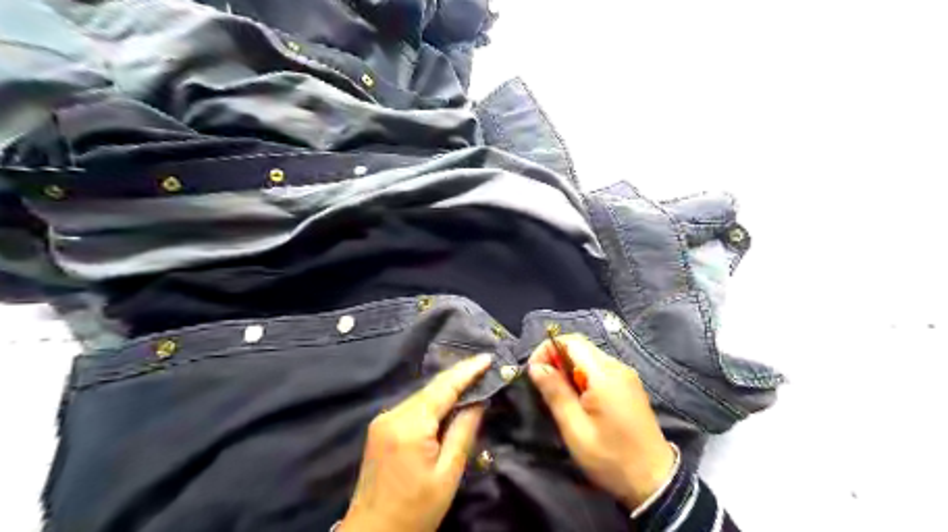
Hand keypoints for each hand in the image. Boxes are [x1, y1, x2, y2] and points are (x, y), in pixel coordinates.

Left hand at [342, 353, 492, 531]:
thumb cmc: (416, 509)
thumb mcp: (448, 473)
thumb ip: (463, 431)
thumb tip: (479, 400)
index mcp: (410, 425)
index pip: (444, 388)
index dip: (467, 371)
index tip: (487, 358)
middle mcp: (393, 414)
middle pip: (431, 388)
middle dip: (459, 377)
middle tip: (484, 367)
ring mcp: (383, 419)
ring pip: (422, 396)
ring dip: (446, 389)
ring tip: (472, 380)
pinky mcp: (380, 427)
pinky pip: (413, 406)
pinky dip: (433, 402)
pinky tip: (448, 402)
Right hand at [529, 332, 676, 510]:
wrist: (655, 482)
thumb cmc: (610, 457)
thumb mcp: (575, 429)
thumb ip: (555, 393)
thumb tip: (537, 366)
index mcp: (605, 375)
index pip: (571, 341)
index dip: (548, 349)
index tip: (534, 372)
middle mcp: (618, 367)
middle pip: (581, 347)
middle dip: (557, 359)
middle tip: (544, 386)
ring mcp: (627, 376)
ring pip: (590, 358)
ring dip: (569, 369)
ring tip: (559, 396)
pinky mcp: (630, 386)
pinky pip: (601, 370)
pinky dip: (583, 376)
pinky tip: (579, 400)